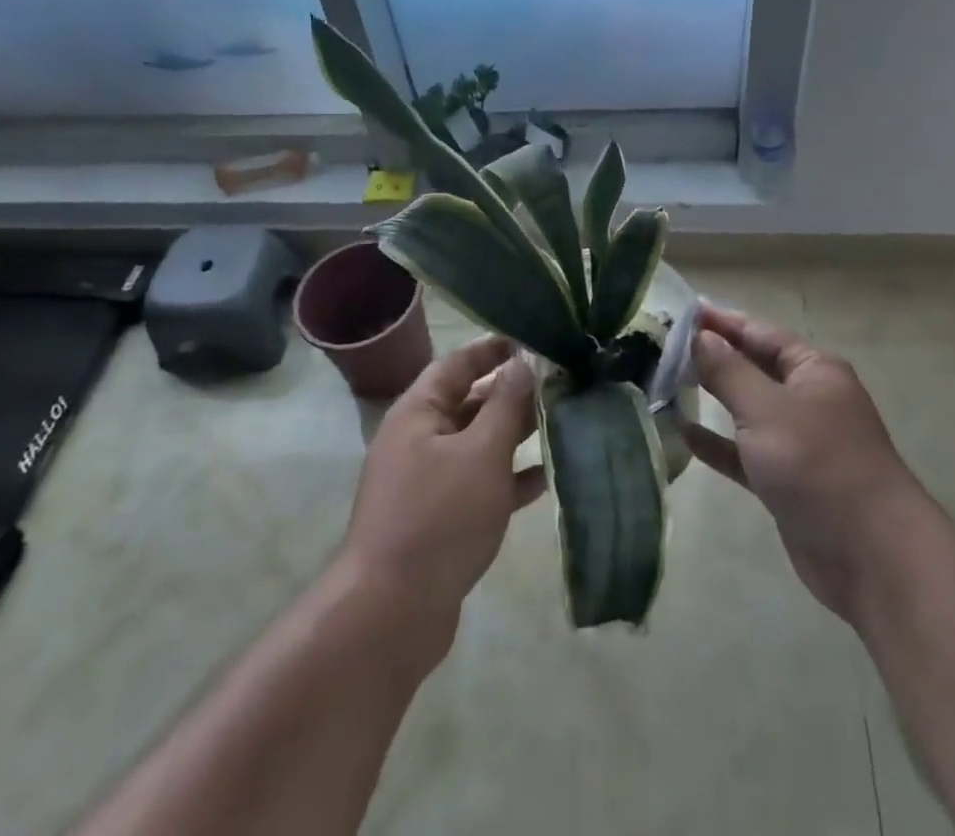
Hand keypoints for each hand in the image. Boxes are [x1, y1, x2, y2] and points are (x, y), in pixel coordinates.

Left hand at [338, 336, 544, 635]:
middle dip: (513, 393)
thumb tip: (523, 361)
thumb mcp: (480, 453)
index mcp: (419, 412)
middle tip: (561, 384)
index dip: (493, 349)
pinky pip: (481, 485)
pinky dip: (510, 479)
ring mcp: (429, 482)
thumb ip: (505, 404)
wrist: (391, 614)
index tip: (533, 341)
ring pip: (479, 445)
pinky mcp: (442, 519)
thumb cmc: (438, 517)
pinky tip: (548, 478)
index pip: (457, 364)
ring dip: (516, 435)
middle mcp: (420, 440)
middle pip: (470, 403)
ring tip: (563, 423)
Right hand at [685, 306, 919, 623]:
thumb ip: (729, 371)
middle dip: (713, 356)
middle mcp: (808, 399)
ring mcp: (798, 442)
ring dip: (713, 397)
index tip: (683, 310)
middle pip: (753, 367)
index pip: (760, 333)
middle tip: (664, 345)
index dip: (722, 321)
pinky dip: (719, 443)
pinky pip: (745, 452)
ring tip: (666, 381)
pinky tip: (684, 433)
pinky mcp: (787, 481)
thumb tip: (700, 336)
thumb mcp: (767, 409)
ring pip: (747, 409)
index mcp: (814, 370)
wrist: (871, 557)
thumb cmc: (818, 465)